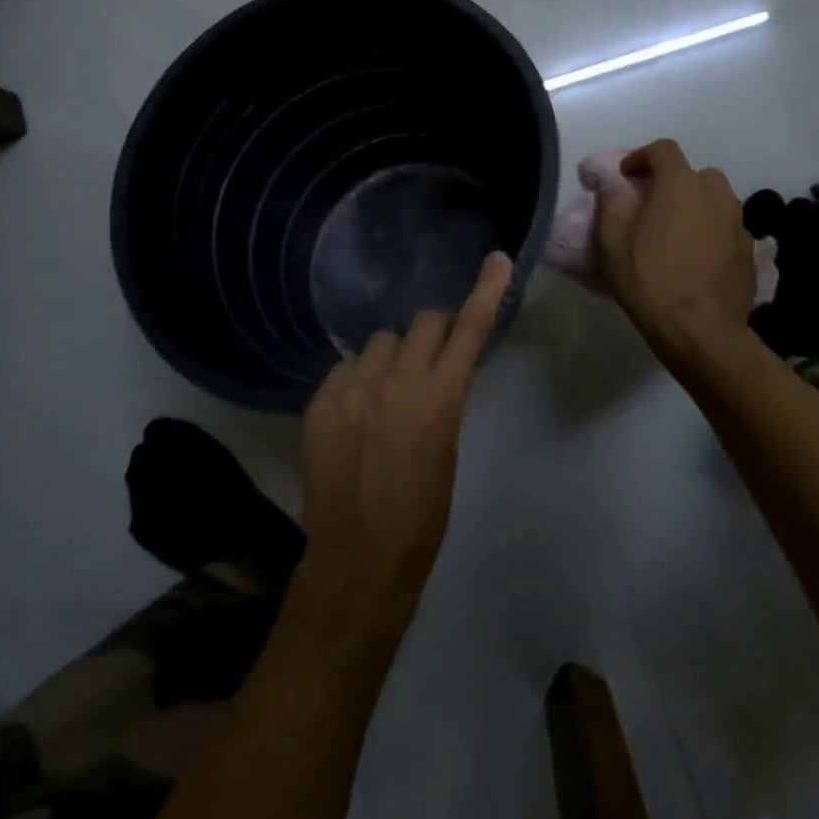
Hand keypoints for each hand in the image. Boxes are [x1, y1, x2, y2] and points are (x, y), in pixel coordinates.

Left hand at [294, 251, 513, 652]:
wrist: (357, 558)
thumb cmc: (420, 516)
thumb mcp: (446, 450)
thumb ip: (441, 401)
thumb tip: (436, 373)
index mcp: (438, 397)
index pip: (469, 330)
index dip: (486, 292)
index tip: (497, 260)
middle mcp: (395, 379)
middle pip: (421, 323)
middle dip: (432, 333)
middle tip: (430, 360)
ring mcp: (352, 387)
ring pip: (378, 342)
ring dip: (390, 358)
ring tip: (384, 396)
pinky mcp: (320, 401)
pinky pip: (344, 369)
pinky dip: (356, 382)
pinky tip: (354, 416)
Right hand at [593, 139, 753, 345]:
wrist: (701, 331)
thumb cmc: (650, 281)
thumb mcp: (612, 242)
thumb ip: (611, 202)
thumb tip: (613, 181)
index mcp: (680, 184)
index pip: (664, 149)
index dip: (641, 157)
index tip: (625, 177)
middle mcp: (715, 194)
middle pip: (694, 173)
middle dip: (672, 181)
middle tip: (651, 205)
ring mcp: (738, 221)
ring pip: (715, 199)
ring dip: (695, 205)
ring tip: (675, 231)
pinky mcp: (750, 250)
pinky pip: (727, 226)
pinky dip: (711, 230)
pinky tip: (696, 256)